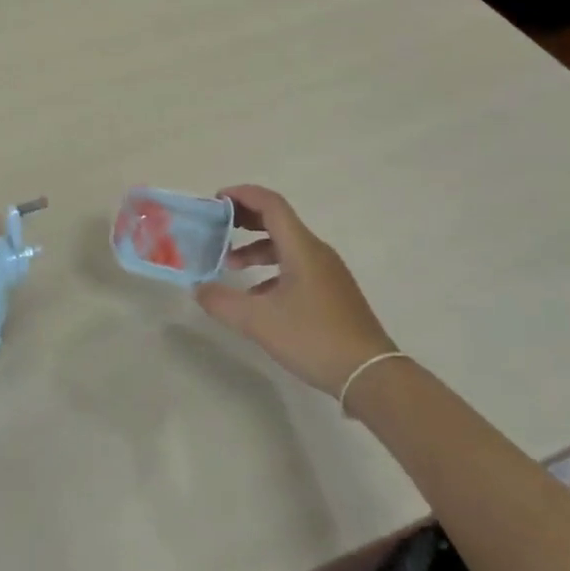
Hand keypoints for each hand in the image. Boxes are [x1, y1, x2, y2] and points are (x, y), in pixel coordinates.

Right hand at [195, 184, 395, 399]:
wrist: (371, 375)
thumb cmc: (314, 338)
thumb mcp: (259, 322)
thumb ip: (223, 302)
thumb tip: (198, 288)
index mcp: (301, 247)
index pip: (270, 204)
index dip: (242, 195)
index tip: (215, 200)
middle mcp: (316, 251)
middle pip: (277, 220)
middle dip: (245, 218)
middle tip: (217, 226)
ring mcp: (327, 272)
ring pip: (286, 245)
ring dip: (256, 247)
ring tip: (230, 264)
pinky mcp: (332, 291)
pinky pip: (296, 265)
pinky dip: (271, 269)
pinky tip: (257, 295)